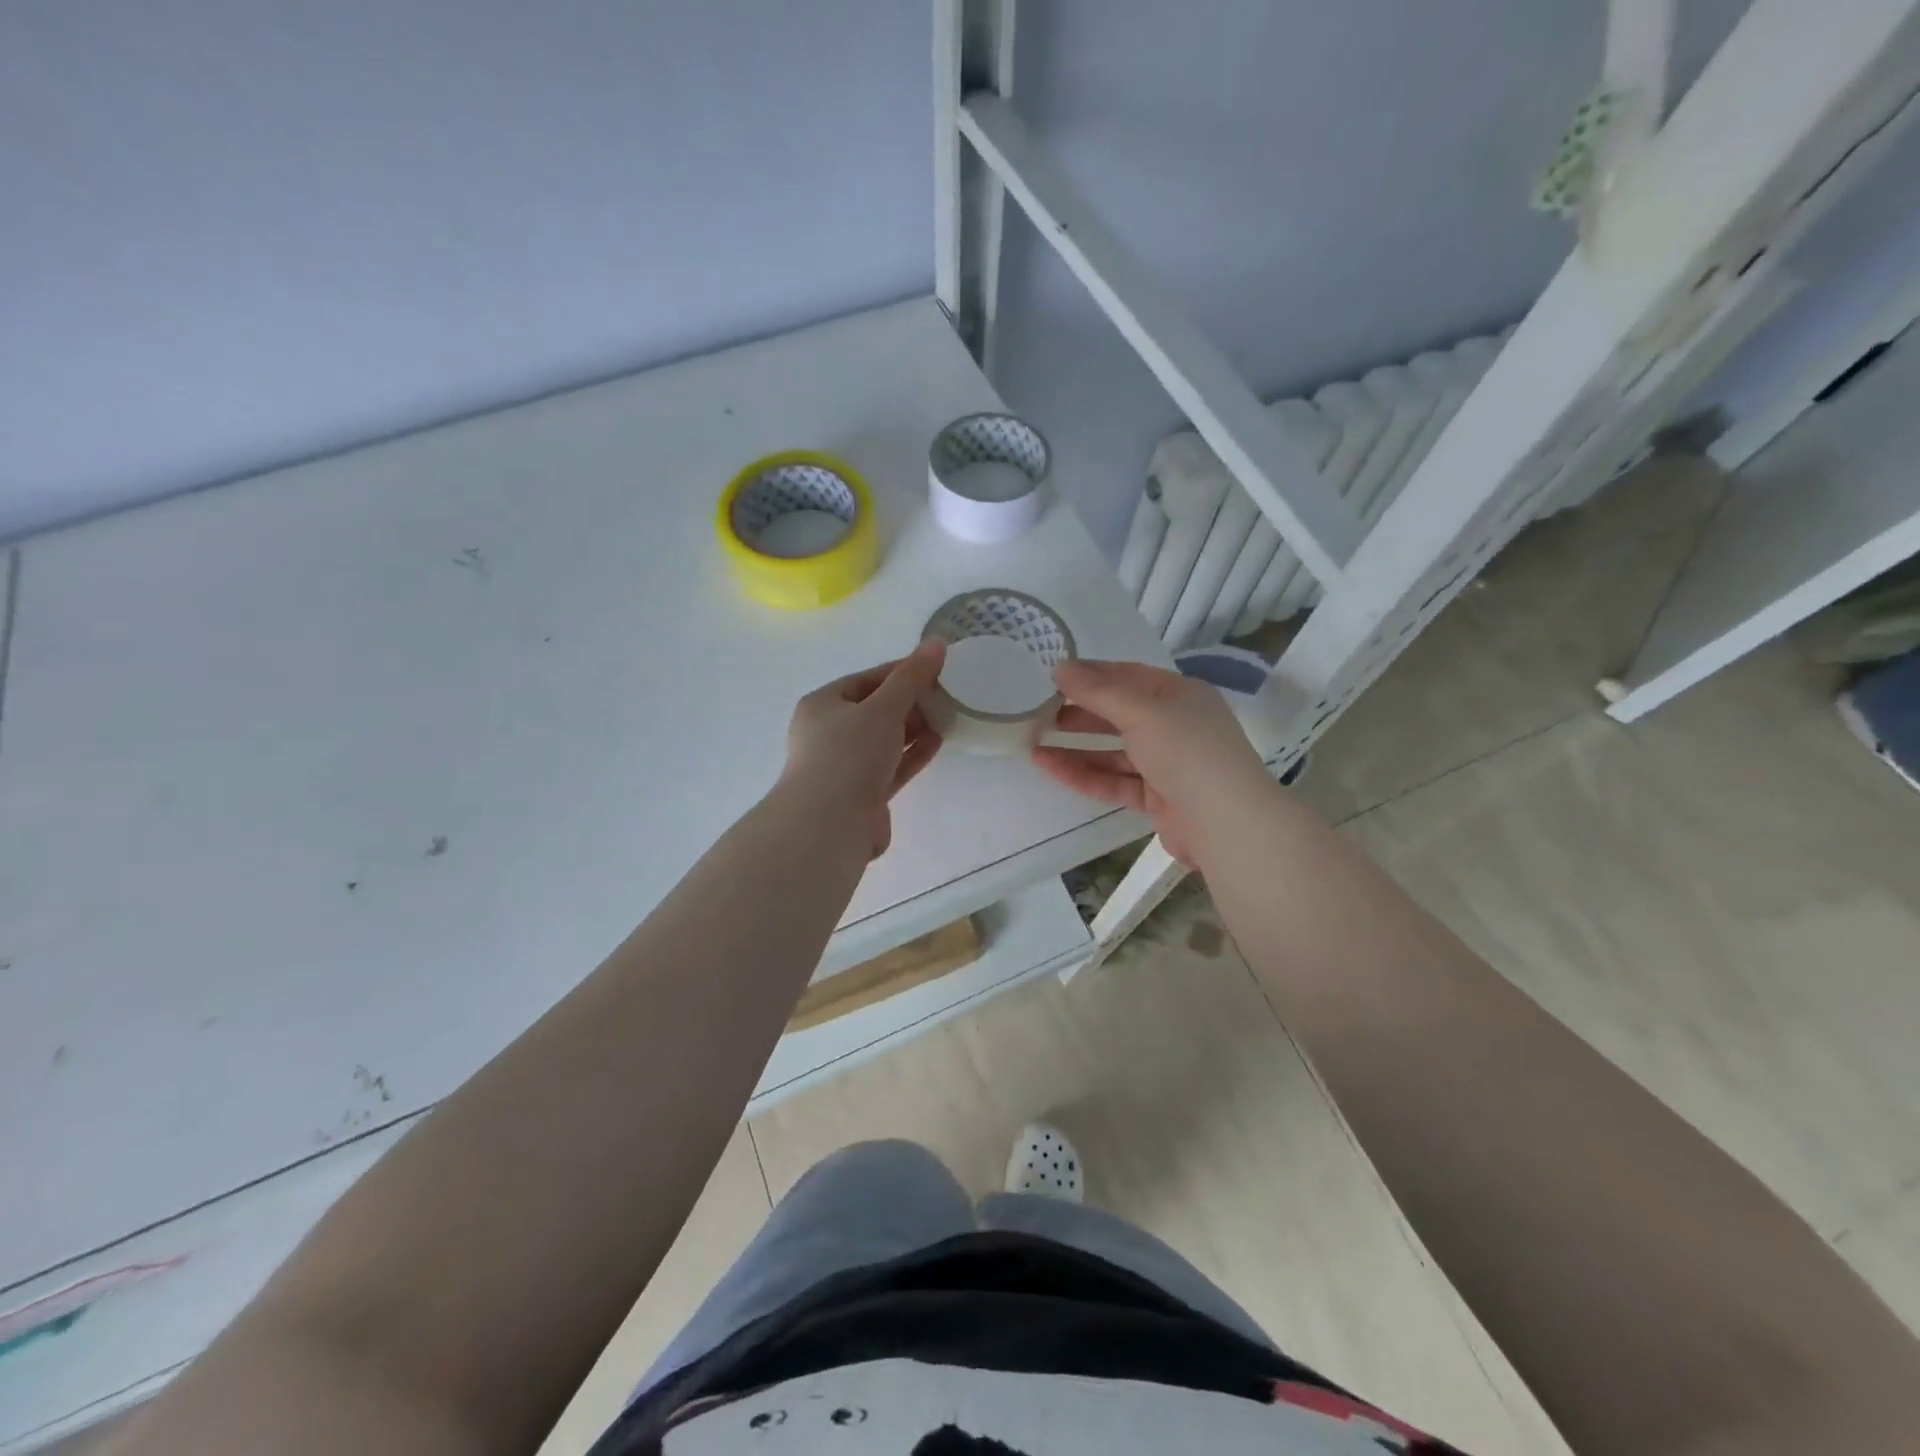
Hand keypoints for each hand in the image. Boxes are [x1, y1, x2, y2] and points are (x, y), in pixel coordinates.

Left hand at [780, 640, 947, 858]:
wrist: (830, 824)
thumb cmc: (850, 755)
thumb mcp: (883, 708)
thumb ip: (912, 677)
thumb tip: (938, 642)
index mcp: (823, 705)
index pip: (866, 679)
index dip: (901, 671)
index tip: (935, 668)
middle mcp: (829, 733)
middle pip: (875, 709)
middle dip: (910, 702)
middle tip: (946, 694)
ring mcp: (845, 766)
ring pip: (884, 740)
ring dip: (914, 728)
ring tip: (947, 716)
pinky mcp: (862, 793)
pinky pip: (891, 766)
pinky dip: (912, 753)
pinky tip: (938, 742)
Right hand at [1031, 659, 1268, 865]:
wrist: (1226, 823)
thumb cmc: (1187, 751)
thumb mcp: (1142, 711)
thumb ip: (1098, 691)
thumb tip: (1060, 666)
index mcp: (1180, 694)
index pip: (1129, 676)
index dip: (1091, 674)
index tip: (1052, 676)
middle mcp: (1176, 725)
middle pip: (1120, 714)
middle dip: (1079, 713)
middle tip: (1038, 712)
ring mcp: (1168, 764)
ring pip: (1113, 751)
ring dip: (1076, 747)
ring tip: (1034, 744)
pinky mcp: (1158, 798)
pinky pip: (1115, 781)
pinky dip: (1084, 775)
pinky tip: (1051, 768)